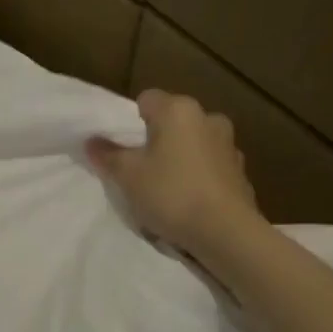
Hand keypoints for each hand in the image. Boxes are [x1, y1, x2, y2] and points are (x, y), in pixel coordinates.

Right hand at [87, 90, 259, 254]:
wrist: (226, 232)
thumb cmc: (171, 194)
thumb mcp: (128, 176)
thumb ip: (108, 155)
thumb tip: (92, 141)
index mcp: (179, 110)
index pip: (146, 99)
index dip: (130, 121)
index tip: (123, 148)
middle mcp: (208, 118)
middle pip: (172, 122)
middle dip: (156, 140)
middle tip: (139, 168)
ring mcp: (229, 144)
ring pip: (192, 143)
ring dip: (179, 158)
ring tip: (165, 188)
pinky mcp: (240, 171)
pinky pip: (209, 166)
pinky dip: (197, 176)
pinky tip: (188, 201)